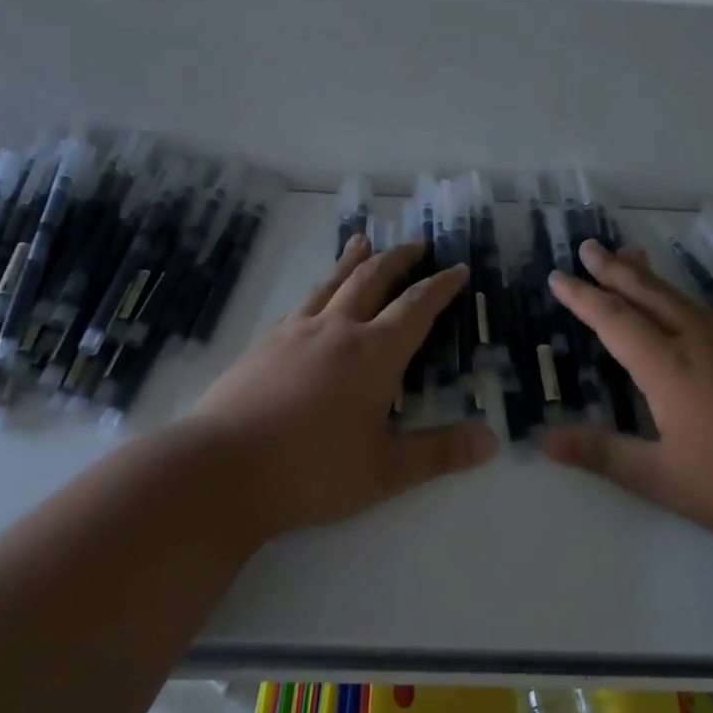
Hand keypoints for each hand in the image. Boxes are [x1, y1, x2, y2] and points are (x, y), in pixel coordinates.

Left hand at [192, 234, 497, 539]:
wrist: (221, 470)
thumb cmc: (312, 472)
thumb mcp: (386, 471)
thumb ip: (439, 453)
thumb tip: (491, 441)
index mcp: (374, 355)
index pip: (416, 307)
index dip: (440, 286)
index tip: (457, 268)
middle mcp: (338, 330)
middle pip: (373, 279)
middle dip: (399, 258)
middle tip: (416, 244)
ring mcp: (296, 332)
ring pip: (332, 282)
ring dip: (353, 259)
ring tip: (363, 240)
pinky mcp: (265, 344)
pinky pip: (301, 303)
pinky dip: (320, 288)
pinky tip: (315, 296)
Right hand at [542, 241, 712, 551]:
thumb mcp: (662, 477)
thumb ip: (602, 454)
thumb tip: (543, 440)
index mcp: (668, 367)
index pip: (614, 320)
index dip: (583, 297)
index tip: (558, 277)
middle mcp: (695, 343)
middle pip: (647, 294)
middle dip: (614, 270)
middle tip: (589, 246)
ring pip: (678, 297)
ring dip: (647, 276)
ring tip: (629, 255)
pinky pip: (699, 309)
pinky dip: (674, 294)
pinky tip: (678, 304)